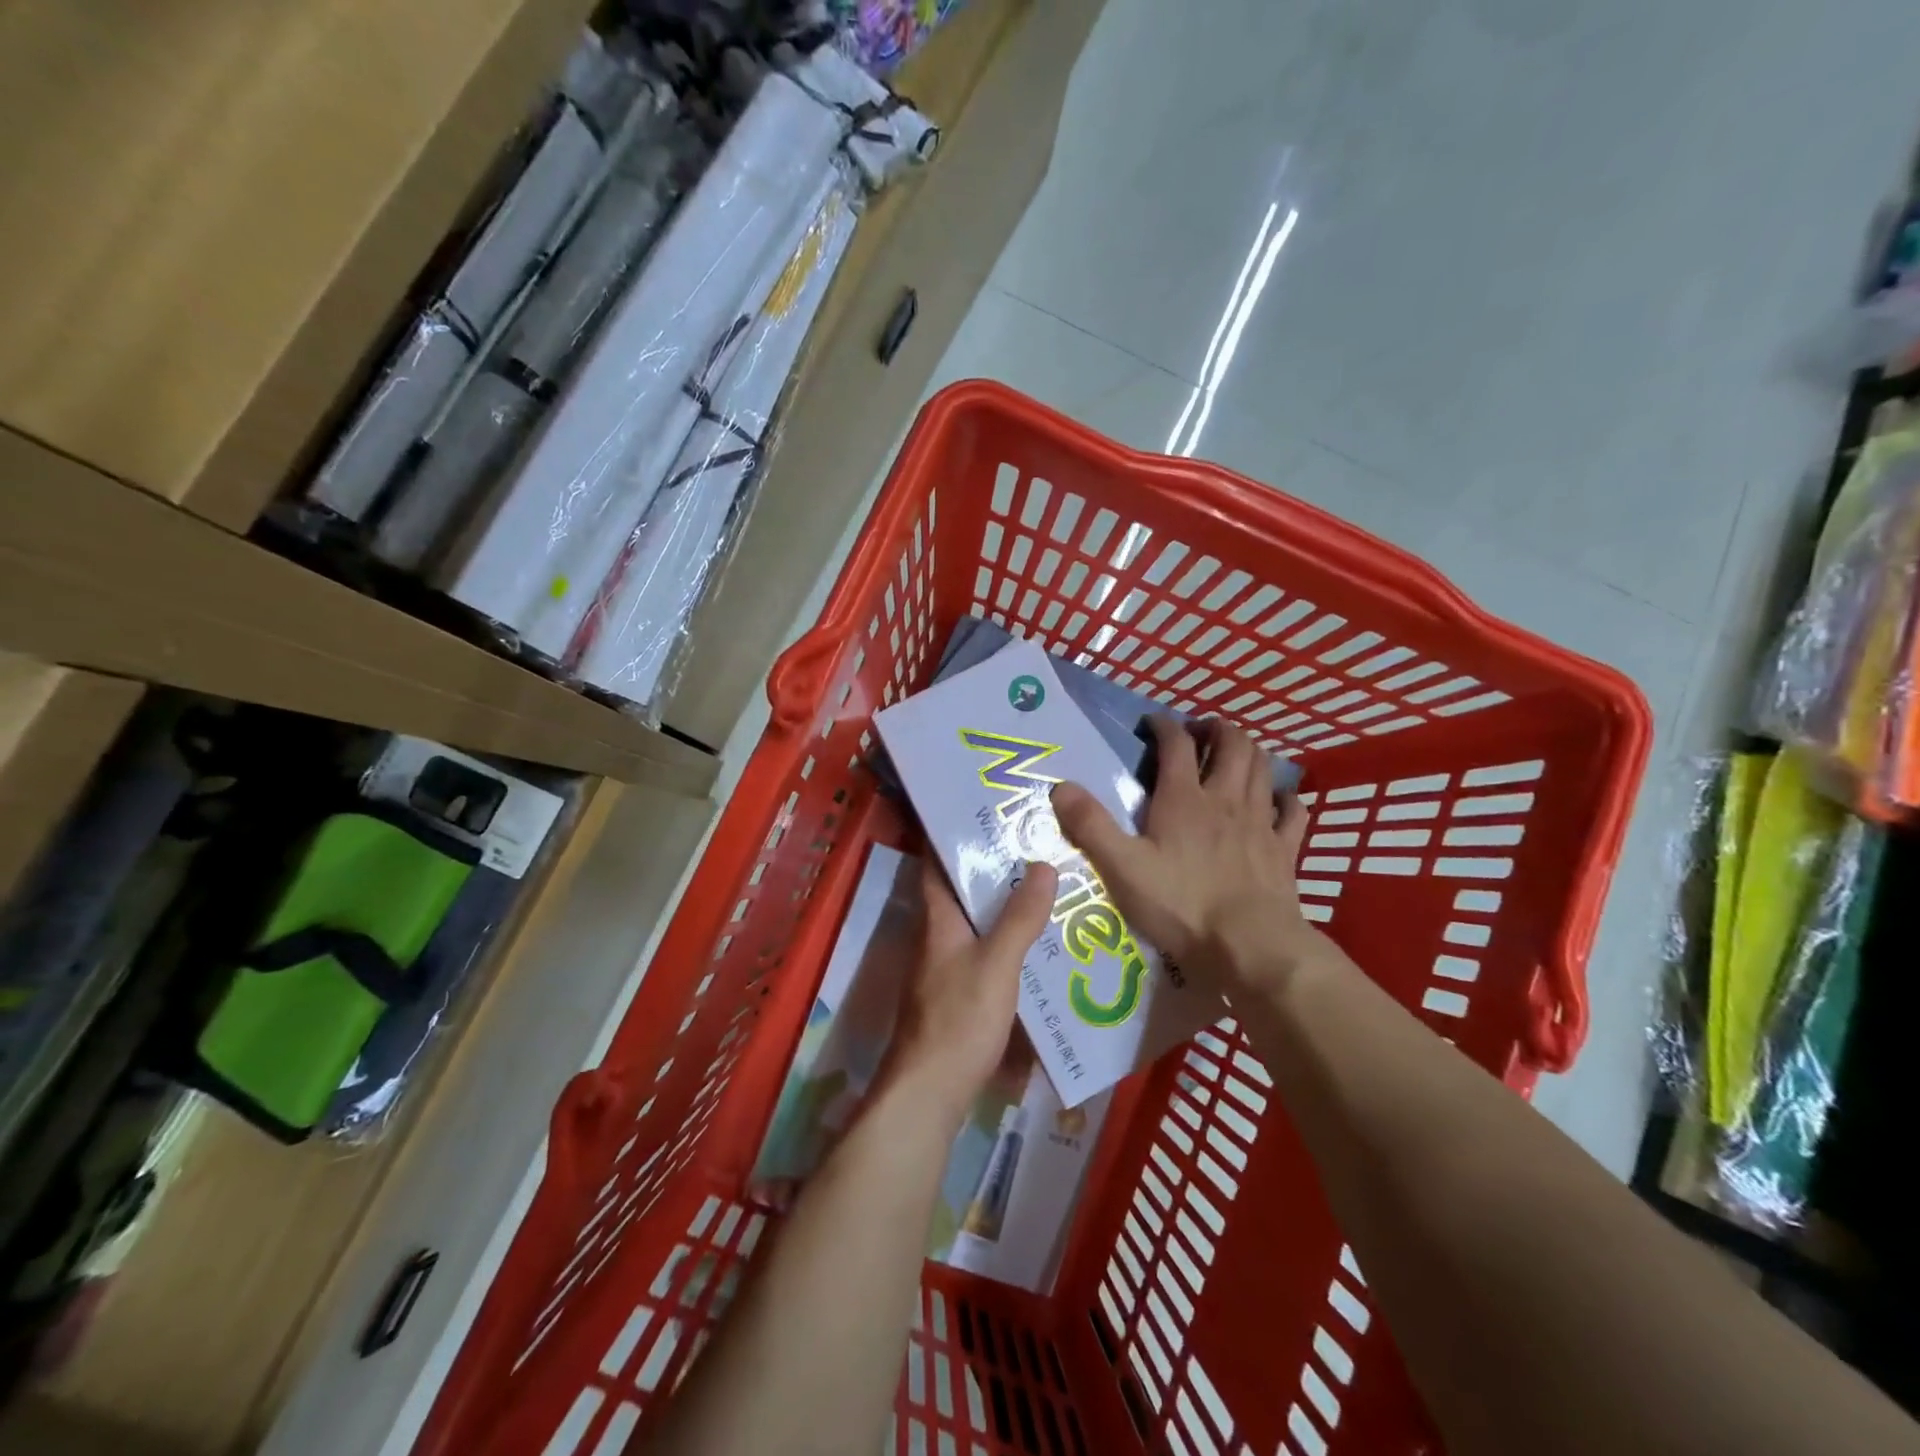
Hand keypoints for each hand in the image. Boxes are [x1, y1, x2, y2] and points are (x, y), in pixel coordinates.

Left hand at [882, 857, 1058, 1109]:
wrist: (930, 1091)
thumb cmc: (959, 1019)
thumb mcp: (997, 964)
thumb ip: (1020, 917)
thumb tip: (1043, 864)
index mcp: (937, 918)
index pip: (935, 863)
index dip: (951, 833)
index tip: (983, 809)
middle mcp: (936, 935)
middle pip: (960, 889)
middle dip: (991, 865)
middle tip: (1033, 841)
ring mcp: (945, 965)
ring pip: (975, 920)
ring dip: (1003, 902)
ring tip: (1046, 882)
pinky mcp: (957, 992)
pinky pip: (984, 950)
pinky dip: (1007, 937)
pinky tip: (1038, 940)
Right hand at [1050, 716, 1325, 993]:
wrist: (1250, 946)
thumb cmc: (1181, 905)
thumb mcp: (1121, 867)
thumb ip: (1090, 825)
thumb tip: (1060, 786)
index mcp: (1184, 799)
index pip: (1176, 745)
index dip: (1164, 726)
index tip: (1152, 723)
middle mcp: (1225, 799)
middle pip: (1232, 744)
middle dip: (1217, 729)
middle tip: (1201, 732)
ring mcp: (1260, 822)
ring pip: (1263, 769)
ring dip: (1249, 752)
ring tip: (1234, 753)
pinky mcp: (1284, 849)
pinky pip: (1292, 811)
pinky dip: (1285, 797)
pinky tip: (1277, 800)